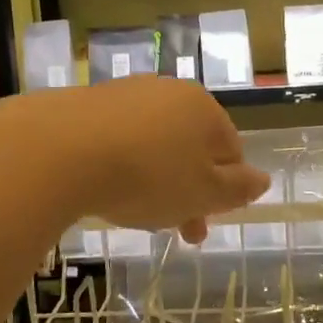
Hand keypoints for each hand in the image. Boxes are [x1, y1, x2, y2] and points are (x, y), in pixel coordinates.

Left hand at [41, 77, 269, 241]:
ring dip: (154, 178)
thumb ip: (237, 189)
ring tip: (136, 212)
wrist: (59, 150)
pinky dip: (120, 163)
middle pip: (190, 146)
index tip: (202, 225)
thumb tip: (263, 179)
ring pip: (154, 143)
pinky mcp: (88, 102)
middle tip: (175, 231)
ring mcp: (127, 93)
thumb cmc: (147, 175)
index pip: (230, 150)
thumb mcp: (203, 193)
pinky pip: (118, 137)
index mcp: (204, 109)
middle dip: (187, 190)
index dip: (223, 191)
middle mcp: (169, 91)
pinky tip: (105, 187)